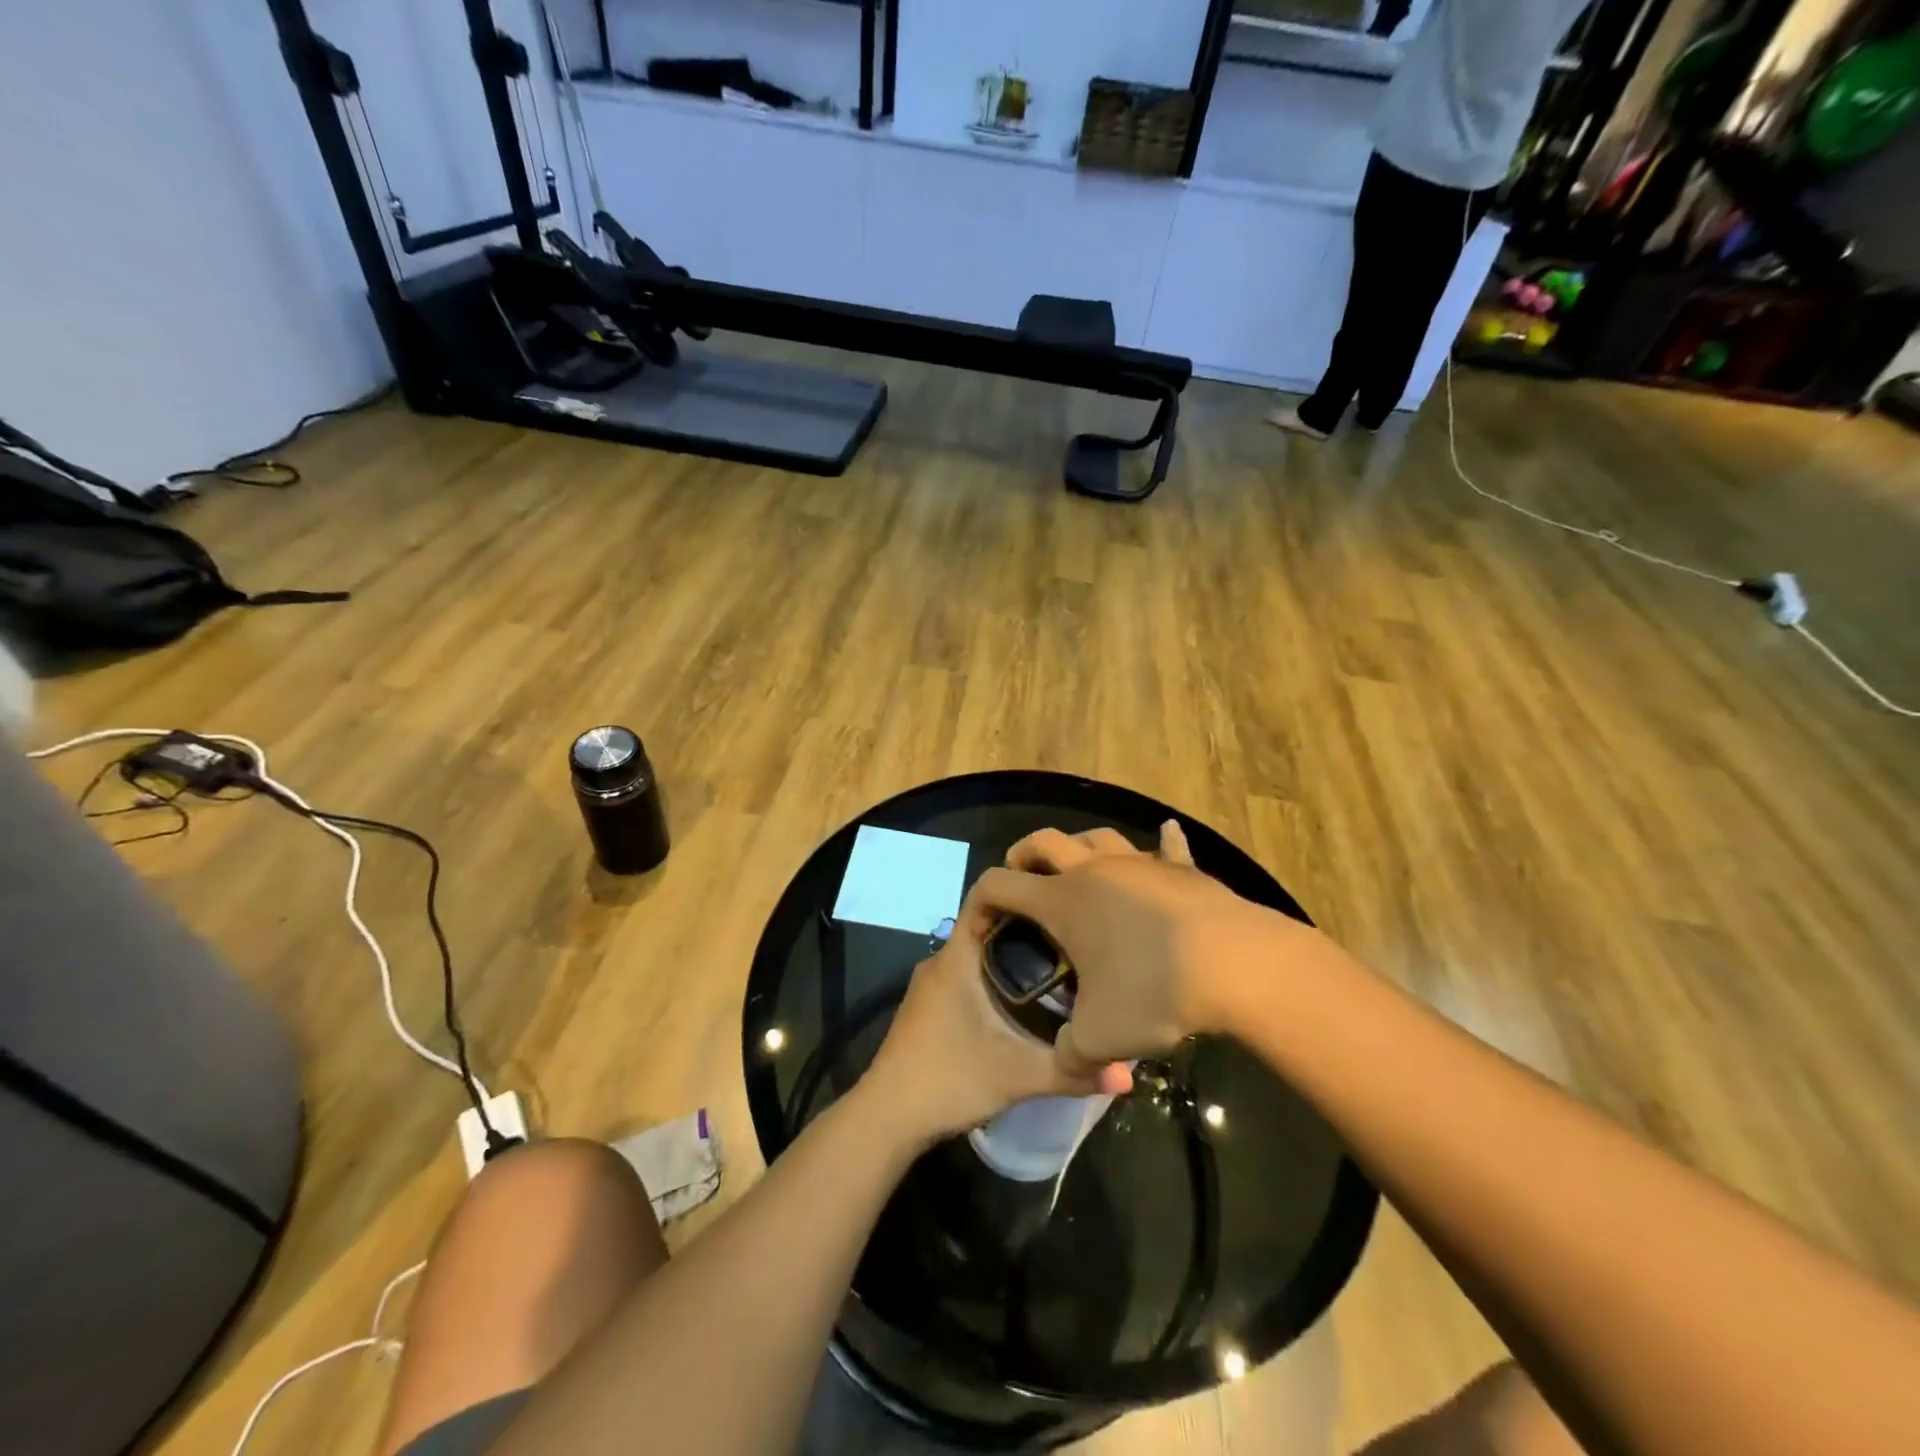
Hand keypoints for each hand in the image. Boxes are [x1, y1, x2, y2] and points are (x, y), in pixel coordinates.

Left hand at [861, 879, 1130, 1145]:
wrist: (886, 1118)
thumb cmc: (948, 1080)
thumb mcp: (1016, 1076)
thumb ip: (1070, 1072)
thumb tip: (1127, 1075)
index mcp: (956, 958)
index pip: (985, 897)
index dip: (1020, 889)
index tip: (1058, 896)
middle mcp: (941, 962)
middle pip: (988, 925)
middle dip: (1028, 926)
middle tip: (1074, 937)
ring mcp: (931, 985)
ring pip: (977, 953)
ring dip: (1012, 955)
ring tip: (1059, 965)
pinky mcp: (929, 1008)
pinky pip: (967, 975)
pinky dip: (995, 977)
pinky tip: (1024, 1001)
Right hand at [970, 822, 1310, 1076]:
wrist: (1235, 965)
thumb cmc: (1154, 993)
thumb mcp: (1100, 1037)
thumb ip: (1070, 1055)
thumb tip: (1066, 1063)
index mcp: (1062, 902)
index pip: (1000, 884)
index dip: (979, 899)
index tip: (979, 923)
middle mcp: (1094, 871)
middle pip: (1044, 841)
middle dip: (1023, 854)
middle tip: (1022, 876)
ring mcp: (1139, 864)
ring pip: (1098, 835)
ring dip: (1079, 845)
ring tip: (1078, 865)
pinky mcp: (1181, 870)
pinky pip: (1168, 846)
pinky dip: (1164, 841)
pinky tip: (1167, 833)